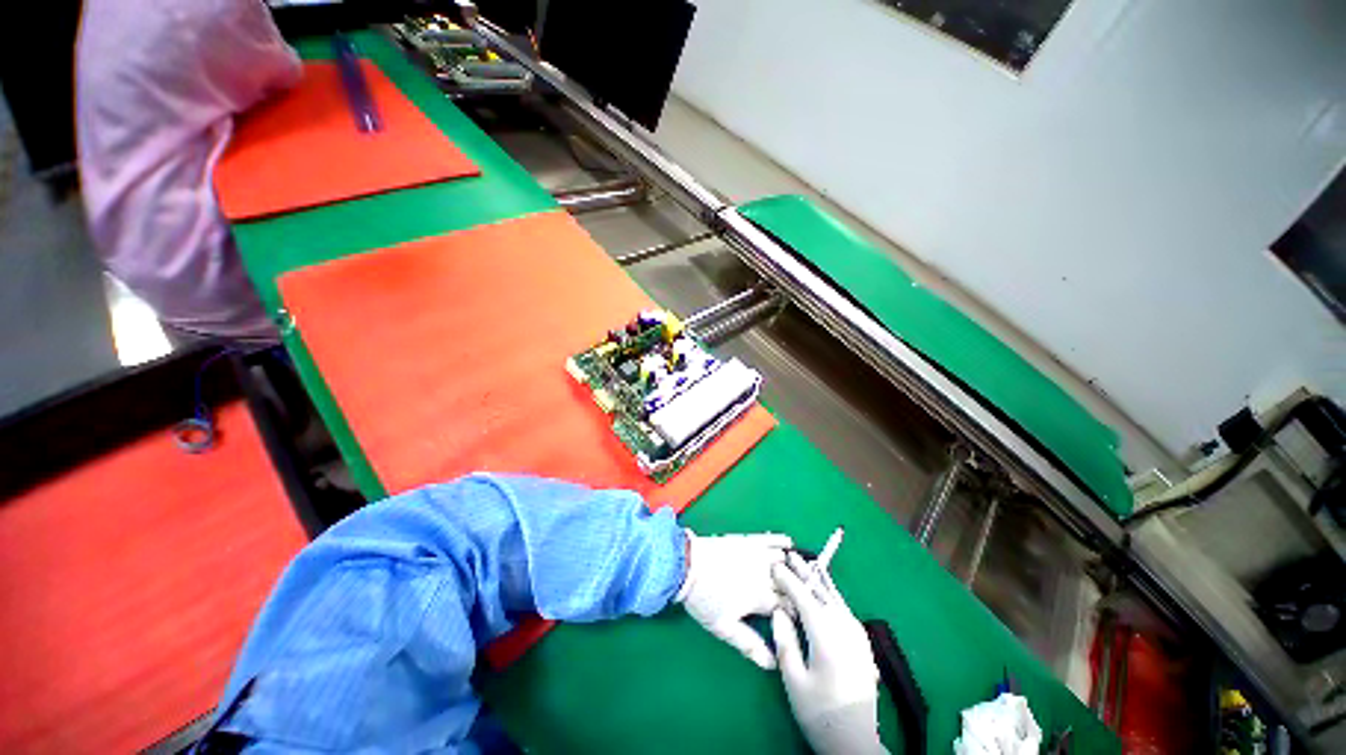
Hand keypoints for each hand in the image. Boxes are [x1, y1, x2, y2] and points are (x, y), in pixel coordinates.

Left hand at [676, 530, 792, 669]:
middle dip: (798, 592)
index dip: (795, 614)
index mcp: (760, 597)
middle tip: (802, 597)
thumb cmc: (704, 599)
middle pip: (790, 584)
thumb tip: (773, 664)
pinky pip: (770, 538)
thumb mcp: (724, 628)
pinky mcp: (747, 540)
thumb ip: (750, 645)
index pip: (788, 607)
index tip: (797, 618)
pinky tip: (789, 544)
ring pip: (784, 561)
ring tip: (798, 574)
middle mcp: (764, 574)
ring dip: (793, 568)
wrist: (686, 565)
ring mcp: (756, 554)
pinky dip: (782, 541)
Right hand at [772, 553, 885, 754]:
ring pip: (835, 597)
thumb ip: (785, 641)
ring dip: (818, 580)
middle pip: (823, 592)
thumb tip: (778, 611)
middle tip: (790, 554)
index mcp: (828, 638)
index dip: (789, 579)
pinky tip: (822, 590)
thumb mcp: (794, 680)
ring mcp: (857, 635)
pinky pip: (842, 608)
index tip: (775, 565)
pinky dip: (829, 593)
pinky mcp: (862, 642)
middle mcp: (846, 629)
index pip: (805, 598)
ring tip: (804, 564)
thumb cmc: (820, 713)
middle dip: (805, 572)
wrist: (856, 742)